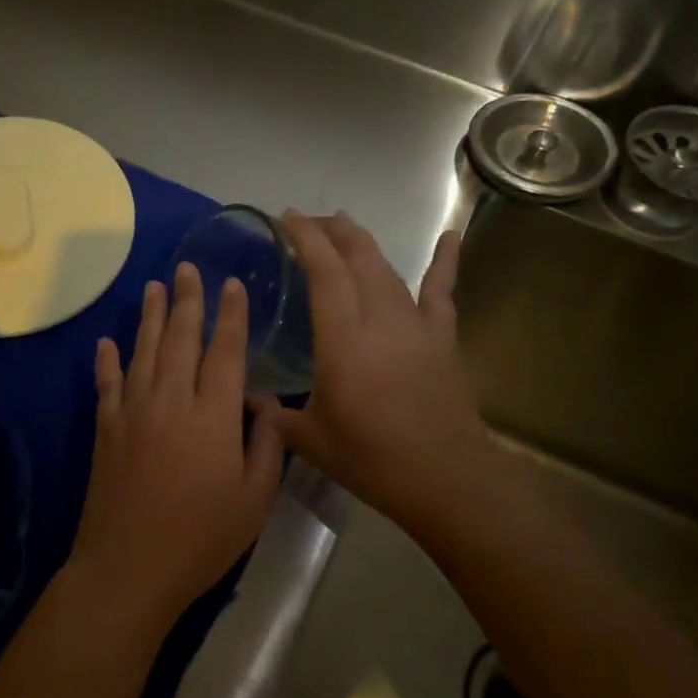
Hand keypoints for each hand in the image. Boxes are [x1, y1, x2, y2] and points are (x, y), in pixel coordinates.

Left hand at [70, 263, 284, 625]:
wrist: (130, 567)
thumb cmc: (202, 538)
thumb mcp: (254, 499)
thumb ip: (266, 446)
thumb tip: (264, 405)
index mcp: (213, 416)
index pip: (225, 352)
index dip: (231, 316)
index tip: (232, 285)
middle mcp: (171, 401)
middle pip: (179, 339)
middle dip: (186, 300)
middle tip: (188, 268)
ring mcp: (132, 412)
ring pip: (142, 351)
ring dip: (149, 316)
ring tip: (154, 286)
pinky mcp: (105, 430)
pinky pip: (106, 384)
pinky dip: (107, 361)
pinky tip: (106, 343)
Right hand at [261, 212, 497, 531]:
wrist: (446, 479)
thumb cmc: (372, 460)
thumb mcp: (309, 439)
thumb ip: (274, 415)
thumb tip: (246, 399)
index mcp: (343, 340)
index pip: (324, 272)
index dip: (306, 238)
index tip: (287, 217)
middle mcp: (380, 319)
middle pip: (358, 257)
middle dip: (332, 231)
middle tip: (309, 223)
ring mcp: (416, 325)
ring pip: (388, 268)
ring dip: (364, 244)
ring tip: (345, 228)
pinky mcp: (442, 337)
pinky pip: (442, 290)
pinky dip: (445, 261)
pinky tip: (451, 236)